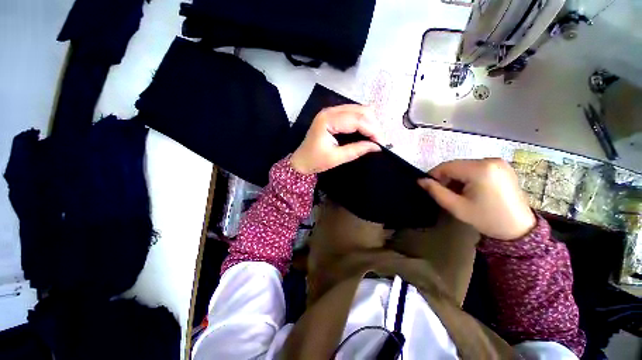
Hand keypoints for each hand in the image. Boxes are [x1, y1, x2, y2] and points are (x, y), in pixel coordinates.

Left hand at [290, 105, 382, 174]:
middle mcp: (330, 111)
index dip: (372, 130)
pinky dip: (363, 121)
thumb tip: (377, 146)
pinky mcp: (333, 116)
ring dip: (369, 122)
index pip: (357, 119)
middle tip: (379, 141)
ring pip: (358, 110)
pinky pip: (353, 114)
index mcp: (328, 120)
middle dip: (373, 125)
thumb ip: (356, 150)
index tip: (382, 143)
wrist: (300, 161)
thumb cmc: (315, 160)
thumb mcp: (336, 158)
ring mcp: (331, 112)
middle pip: (360, 110)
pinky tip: (366, 131)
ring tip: (374, 137)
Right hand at [418, 158, 535, 239]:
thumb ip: (436, 191)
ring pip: (465, 166)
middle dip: (446, 177)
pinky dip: (468, 176)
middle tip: (445, 193)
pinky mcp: (503, 167)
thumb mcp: (456, 207)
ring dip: (457, 177)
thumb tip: (420, 180)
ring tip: (459, 193)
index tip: (430, 187)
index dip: (434, 175)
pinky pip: (477, 167)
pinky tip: (471, 189)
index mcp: (480, 170)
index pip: (447, 166)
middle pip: (456, 165)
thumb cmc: (486, 218)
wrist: (519, 229)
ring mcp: (498, 162)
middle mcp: (490, 160)